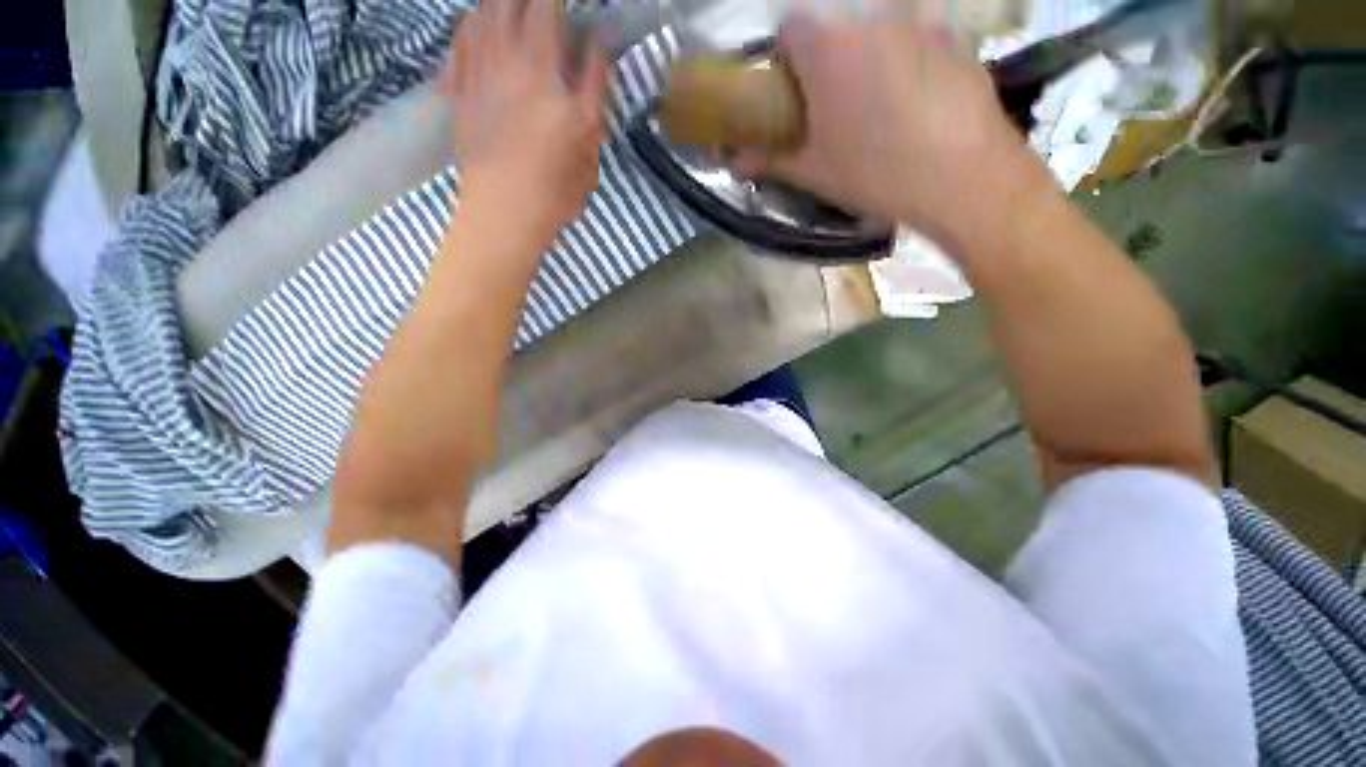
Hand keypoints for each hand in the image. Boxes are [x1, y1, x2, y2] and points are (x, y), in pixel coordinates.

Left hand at [444, 0, 608, 233]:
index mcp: (538, 67)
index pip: (544, 11)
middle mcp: (500, 65)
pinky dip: (460, 35)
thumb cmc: (555, 173)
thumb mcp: (590, 123)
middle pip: (503, 12)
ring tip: (500, 0)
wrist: (502, 211)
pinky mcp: (456, 102)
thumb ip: (594, 73)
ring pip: (475, 28)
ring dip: (489, 7)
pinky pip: (452, 58)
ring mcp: (472, 82)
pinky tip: (465, 23)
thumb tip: (599, 35)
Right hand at [732, 18, 1053, 254]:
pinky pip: (932, 45)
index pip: (790, 30)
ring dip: (883, 54)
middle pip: (840, 26)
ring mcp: (921, 29)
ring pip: (888, 32)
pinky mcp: (962, 48)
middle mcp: (869, 21)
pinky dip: (928, 64)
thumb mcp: (820, 171)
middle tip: (850, 98)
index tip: (805, 88)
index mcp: (824, 43)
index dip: (794, 57)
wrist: (980, 186)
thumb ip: (770, 156)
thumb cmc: (888, 172)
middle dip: (838, 54)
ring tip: (898, 99)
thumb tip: (734, 158)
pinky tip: (937, 103)